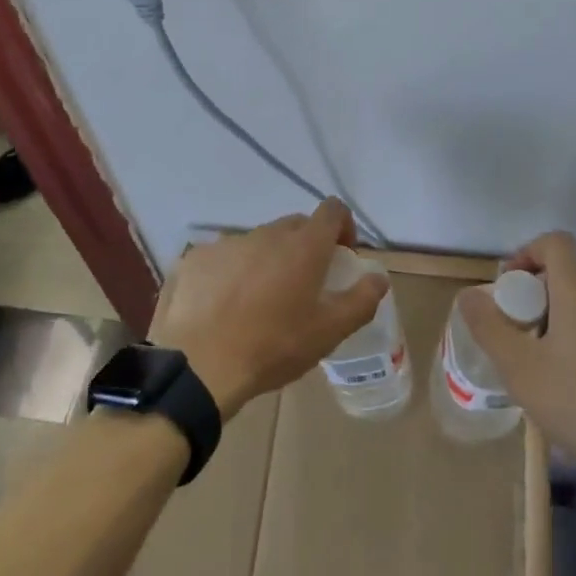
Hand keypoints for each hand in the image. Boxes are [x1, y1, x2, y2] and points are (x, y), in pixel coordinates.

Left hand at [150, 201, 386, 420]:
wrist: (201, 365)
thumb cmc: (274, 346)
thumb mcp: (329, 331)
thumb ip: (361, 300)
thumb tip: (379, 277)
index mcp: (303, 245)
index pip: (332, 210)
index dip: (342, 227)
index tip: (341, 256)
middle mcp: (267, 233)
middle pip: (295, 226)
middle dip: (305, 247)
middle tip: (303, 286)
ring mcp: (228, 242)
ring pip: (258, 242)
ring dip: (267, 261)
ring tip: (260, 301)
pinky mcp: (197, 258)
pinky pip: (224, 257)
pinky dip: (232, 273)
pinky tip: (225, 306)